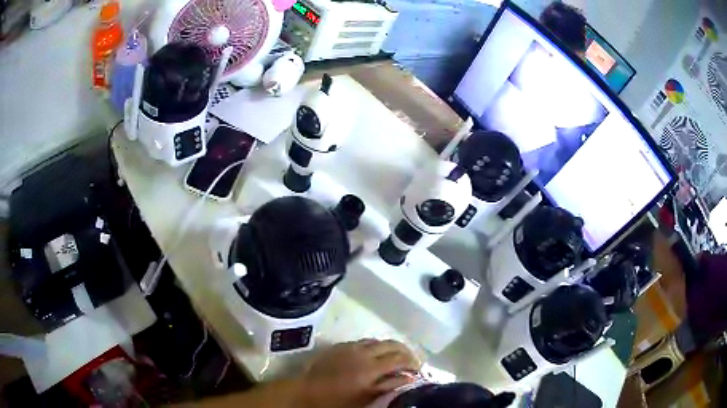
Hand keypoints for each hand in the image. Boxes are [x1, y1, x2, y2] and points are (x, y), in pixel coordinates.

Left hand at [298, 339, 421, 407]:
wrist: (306, 390)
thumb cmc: (337, 400)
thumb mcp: (366, 398)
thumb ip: (389, 386)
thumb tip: (410, 378)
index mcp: (371, 367)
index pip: (400, 358)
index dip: (413, 361)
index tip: (418, 369)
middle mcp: (363, 352)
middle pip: (392, 344)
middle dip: (406, 351)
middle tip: (411, 361)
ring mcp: (351, 346)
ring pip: (378, 340)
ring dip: (390, 347)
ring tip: (395, 358)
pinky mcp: (341, 345)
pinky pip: (364, 341)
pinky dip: (375, 346)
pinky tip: (374, 355)